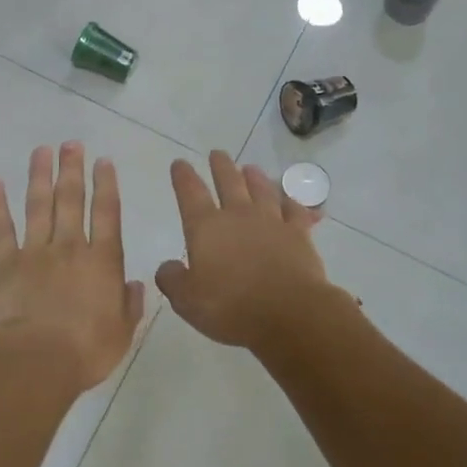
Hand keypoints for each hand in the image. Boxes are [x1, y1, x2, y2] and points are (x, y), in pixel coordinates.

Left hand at [0, 142, 144, 390]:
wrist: (35, 360)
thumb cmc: (84, 351)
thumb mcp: (121, 333)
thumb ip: (129, 305)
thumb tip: (135, 284)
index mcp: (102, 262)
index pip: (107, 214)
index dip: (106, 185)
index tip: (103, 161)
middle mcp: (69, 247)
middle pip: (71, 199)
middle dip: (73, 169)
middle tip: (72, 144)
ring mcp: (34, 251)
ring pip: (38, 204)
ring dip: (40, 175)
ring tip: (42, 150)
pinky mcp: (4, 262)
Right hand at [155, 152, 335, 349]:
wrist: (289, 313)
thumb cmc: (230, 306)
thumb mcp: (187, 300)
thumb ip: (172, 280)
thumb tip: (167, 267)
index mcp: (206, 227)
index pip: (190, 193)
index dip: (183, 177)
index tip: (179, 163)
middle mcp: (238, 215)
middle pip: (229, 182)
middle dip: (220, 167)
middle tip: (217, 153)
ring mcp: (272, 222)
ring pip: (262, 190)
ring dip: (255, 178)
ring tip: (250, 168)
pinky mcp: (299, 234)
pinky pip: (295, 211)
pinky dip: (292, 203)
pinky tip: (291, 200)